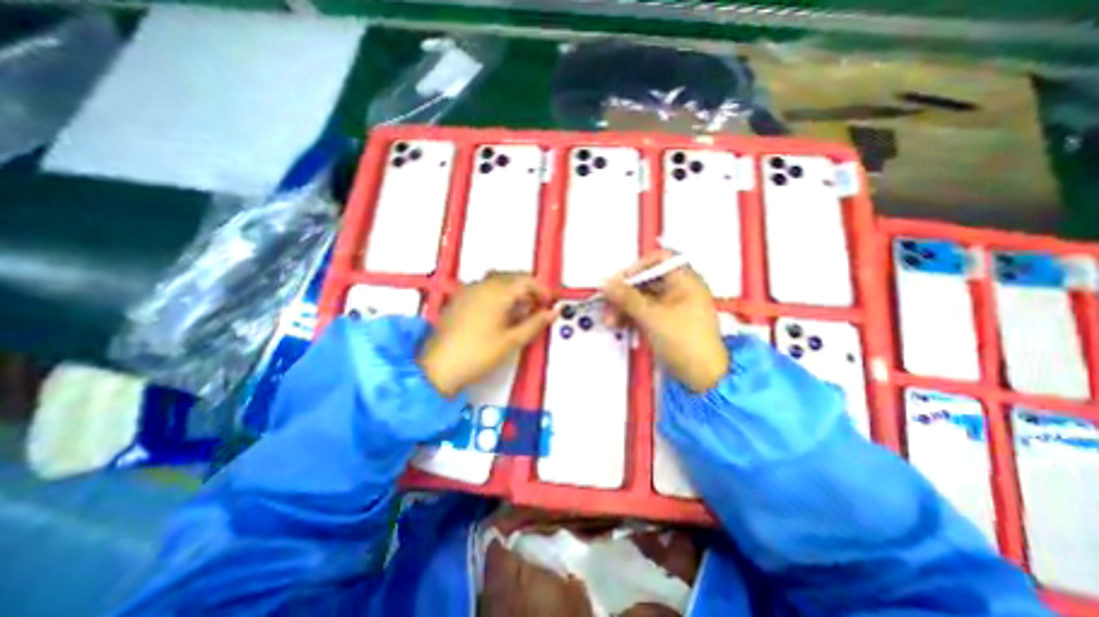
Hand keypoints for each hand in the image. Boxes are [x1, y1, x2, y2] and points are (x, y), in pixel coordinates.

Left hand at [422, 272, 559, 396]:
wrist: (438, 367)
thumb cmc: (479, 353)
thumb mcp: (512, 340)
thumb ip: (535, 323)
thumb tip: (553, 313)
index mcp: (496, 292)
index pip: (526, 280)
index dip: (541, 290)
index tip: (549, 304)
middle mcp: (482, 285)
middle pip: (512, 277)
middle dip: (528, 289)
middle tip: (537, 308)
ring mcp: (468, 290)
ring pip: (497, 281)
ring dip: (513, 291)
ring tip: (521, 311)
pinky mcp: (459, 299)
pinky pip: (484, 288)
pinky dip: (498, 294)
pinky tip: (500, 313)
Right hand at [605, 251, 727, 390]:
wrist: (702, 376)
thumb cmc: (687, 343)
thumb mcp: (652, 316)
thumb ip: (626, 297)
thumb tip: (607, 284)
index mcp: (686, 281)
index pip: (659, 260)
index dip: (637, 267)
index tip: (620, 280)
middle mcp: (681, 291)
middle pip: (647, 281)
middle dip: (625, 291)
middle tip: (609, 301)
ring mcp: (674, 307)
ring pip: (644, 298)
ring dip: (625, 306)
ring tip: (611, 318)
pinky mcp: (667, 322)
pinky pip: (646, 312)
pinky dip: (632, 316)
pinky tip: (620, 324)